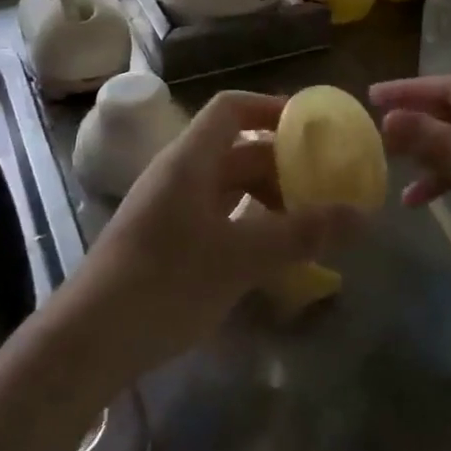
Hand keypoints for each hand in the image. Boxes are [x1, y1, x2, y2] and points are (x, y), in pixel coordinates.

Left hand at [44, 91, 358, 392]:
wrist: (88, 342)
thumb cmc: (165, 283)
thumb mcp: (240, 257)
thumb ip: (301, 234)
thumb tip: (362, 215)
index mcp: (189, 160)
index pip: (231, 109)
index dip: (271, 108)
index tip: (313, 127)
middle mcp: (179, 175)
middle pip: (236, 150)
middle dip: (282, 164)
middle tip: (325, 185)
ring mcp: (170, 209)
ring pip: (228, 187)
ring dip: (268, 197)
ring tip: (308, 222)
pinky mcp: (167, 242)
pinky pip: (218, 217)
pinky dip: (249, 224)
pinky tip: (273, 253)